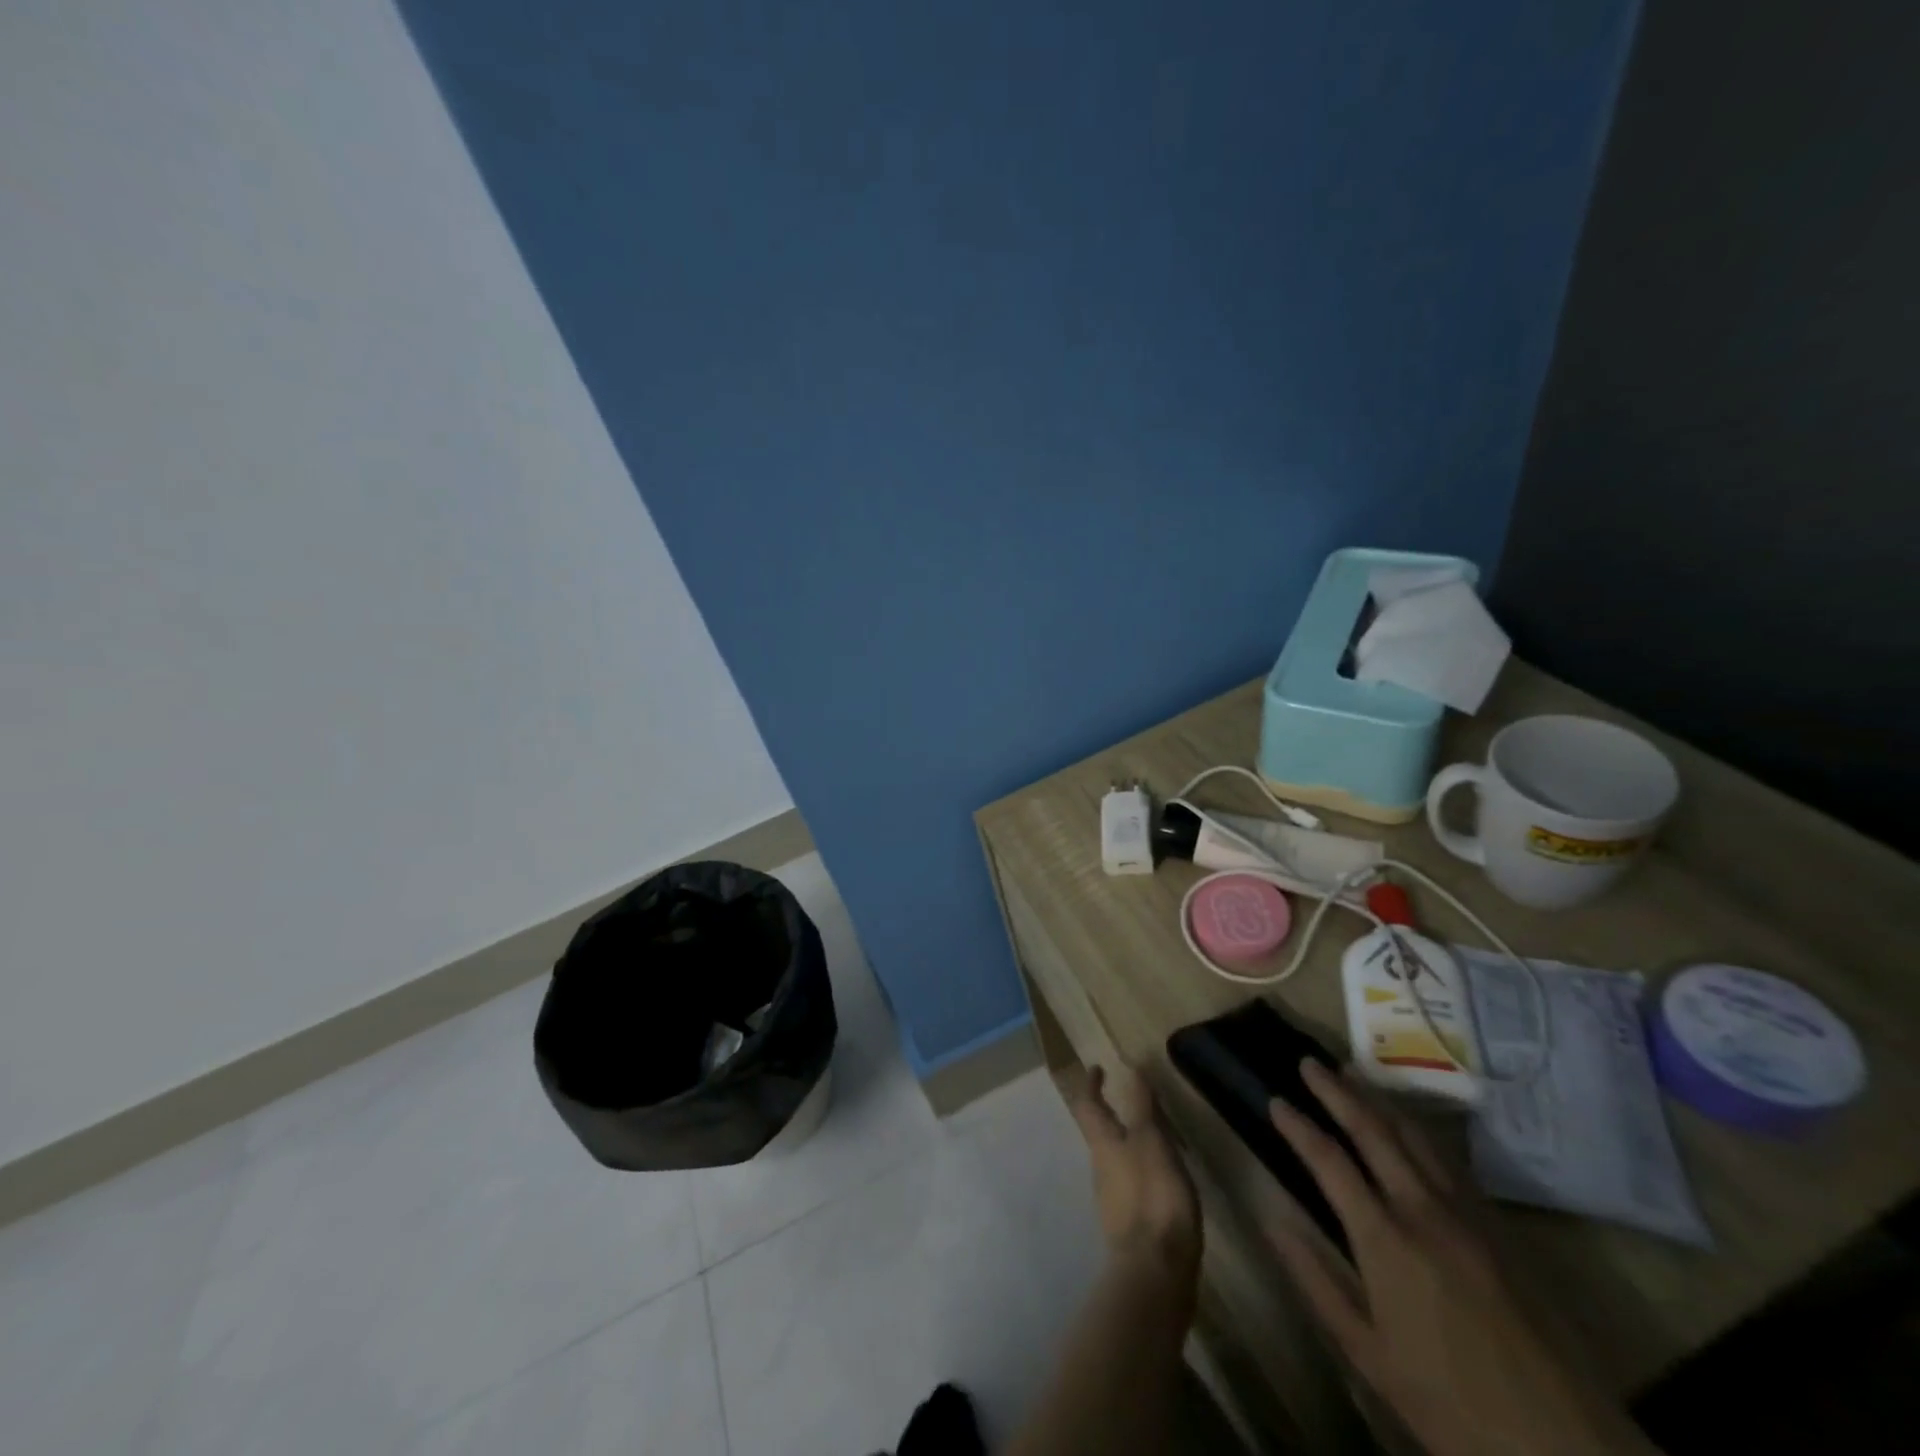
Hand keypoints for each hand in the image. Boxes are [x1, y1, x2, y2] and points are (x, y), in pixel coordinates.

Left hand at [1061, 1064, 1200, 1287]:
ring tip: (1154, 1137)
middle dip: (1111, 1114)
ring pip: (1115, 1159)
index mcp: (1103, 1145)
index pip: (1088, 1105)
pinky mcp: (1129, 1226)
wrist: (1155, 1274)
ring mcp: (1113, 1200)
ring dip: (1128, 1143)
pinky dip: (1141, 1170)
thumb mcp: (1152, 1142)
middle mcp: (1100, 1169)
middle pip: (1099, 1134)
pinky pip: (1130, 1184)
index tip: (1097, 1068)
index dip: (1091, 1085)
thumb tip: (1130, 1068)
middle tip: (1130, 1100)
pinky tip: (1161, 1178)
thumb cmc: (1153, 1198)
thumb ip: (1142, 1106)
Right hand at [1266, 1060, 1656, 1455]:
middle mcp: (1423, 1209)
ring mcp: (1466, 1213)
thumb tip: (1269, 1217)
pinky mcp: (1497, 1225)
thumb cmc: (1450, 1402)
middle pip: (1373, 1130)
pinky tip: (1406, 1124)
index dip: (1298, 1125)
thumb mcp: (1367, 1352)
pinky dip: (1416, 1128)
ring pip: (1414, 1135)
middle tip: (1308, 1062)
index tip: (1275, 1100)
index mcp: (1384, 1240)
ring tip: (1351, 1074)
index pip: (1329, 1161)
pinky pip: (1448, 1158)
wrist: (1566, 1443)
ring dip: (1377, 1099)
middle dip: (1336, 1091)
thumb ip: (1314, 1278)